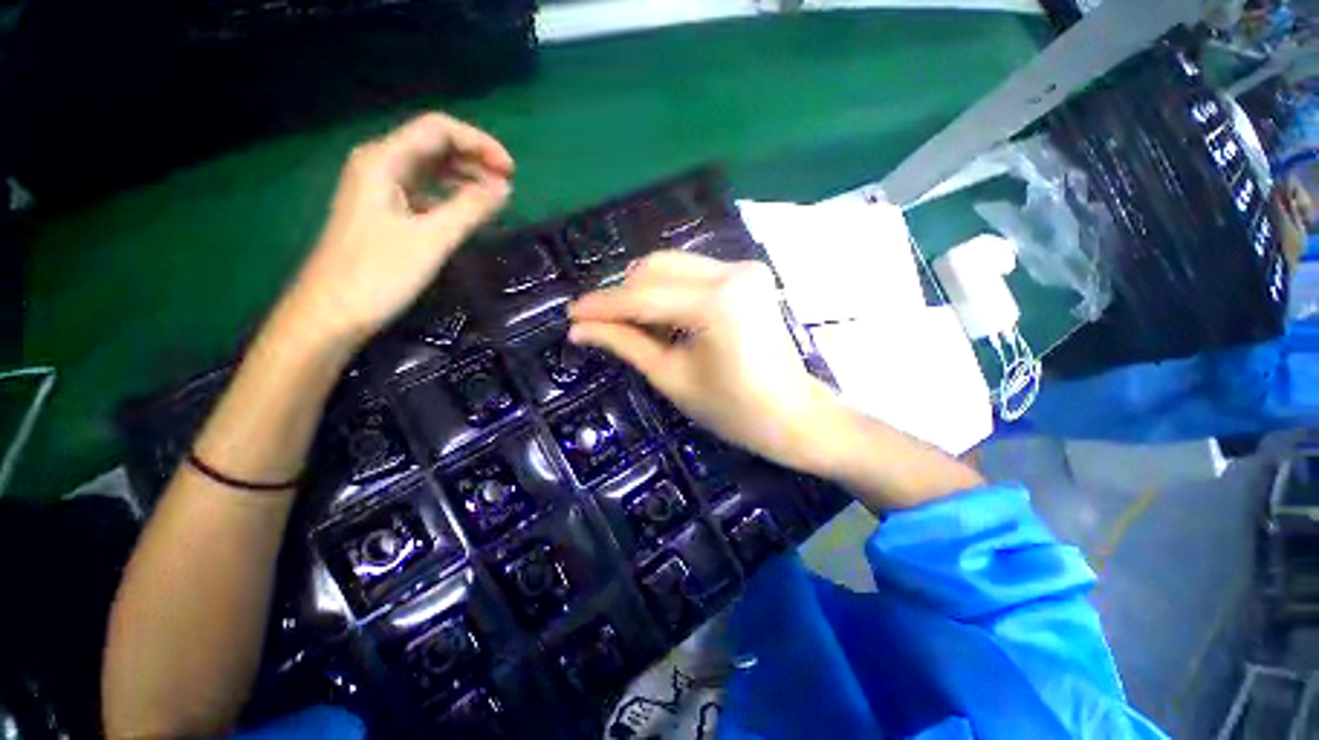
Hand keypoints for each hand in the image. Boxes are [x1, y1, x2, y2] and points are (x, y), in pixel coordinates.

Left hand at [283, 113, 513, 344]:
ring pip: (430, 170)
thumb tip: (504, 189)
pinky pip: (424, 193)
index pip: (438, 129)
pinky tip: (469, 214)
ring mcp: (379, 190)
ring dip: (465, 179)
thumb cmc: (379, 274)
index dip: (479, 144)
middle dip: (475, 161)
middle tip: (508, 189)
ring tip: (496, 200)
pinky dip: (450, 198)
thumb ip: (470, 209)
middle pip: (434, 146)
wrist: (332, 314)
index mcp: (383, 160)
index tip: (511, 172)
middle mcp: (379, 165)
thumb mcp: (431, 239)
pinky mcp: (384, 213)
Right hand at [568, 251, 833, 469]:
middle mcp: (732, 272)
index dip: (603, 306)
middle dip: (623, 295)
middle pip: (657, 267)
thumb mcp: (671, 377)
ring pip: (673, 266)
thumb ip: (625, 344)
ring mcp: (744, 269)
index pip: (644, 296)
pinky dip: (669, 292)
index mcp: (716, 303)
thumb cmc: (732, 409)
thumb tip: (580, 329)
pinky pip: (693, 274)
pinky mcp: (748, 275)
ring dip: (644, 292)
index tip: (571, 314)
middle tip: (600, 324)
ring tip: (631, 325)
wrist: (791, 414)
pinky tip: (661, 318)